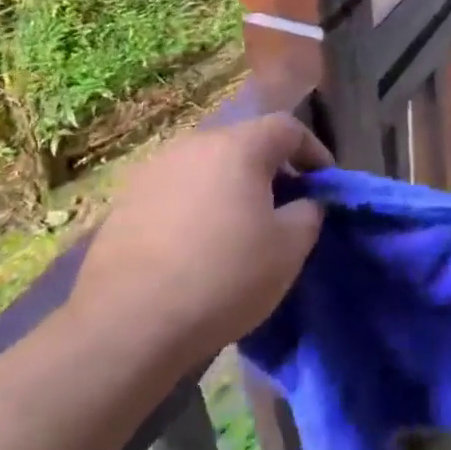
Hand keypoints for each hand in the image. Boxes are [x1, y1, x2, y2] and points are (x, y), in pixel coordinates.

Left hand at [71, 113, 330, 364]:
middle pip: (243, 144)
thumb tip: (305, 202)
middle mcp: (193, 144)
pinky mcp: (126, 200)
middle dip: (270, 170)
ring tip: (239, 228)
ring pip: (207, 167)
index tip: (324, 183)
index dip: (313, 150)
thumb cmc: (223, 277)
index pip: (287, 128)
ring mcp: (154, 170)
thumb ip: (308, 214)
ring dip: (230, 188)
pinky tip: (196, 246)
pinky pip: (176, 191)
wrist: (128, 322)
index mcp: (238, 146)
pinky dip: (196, 206)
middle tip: (284, 208)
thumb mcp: (288, 251)